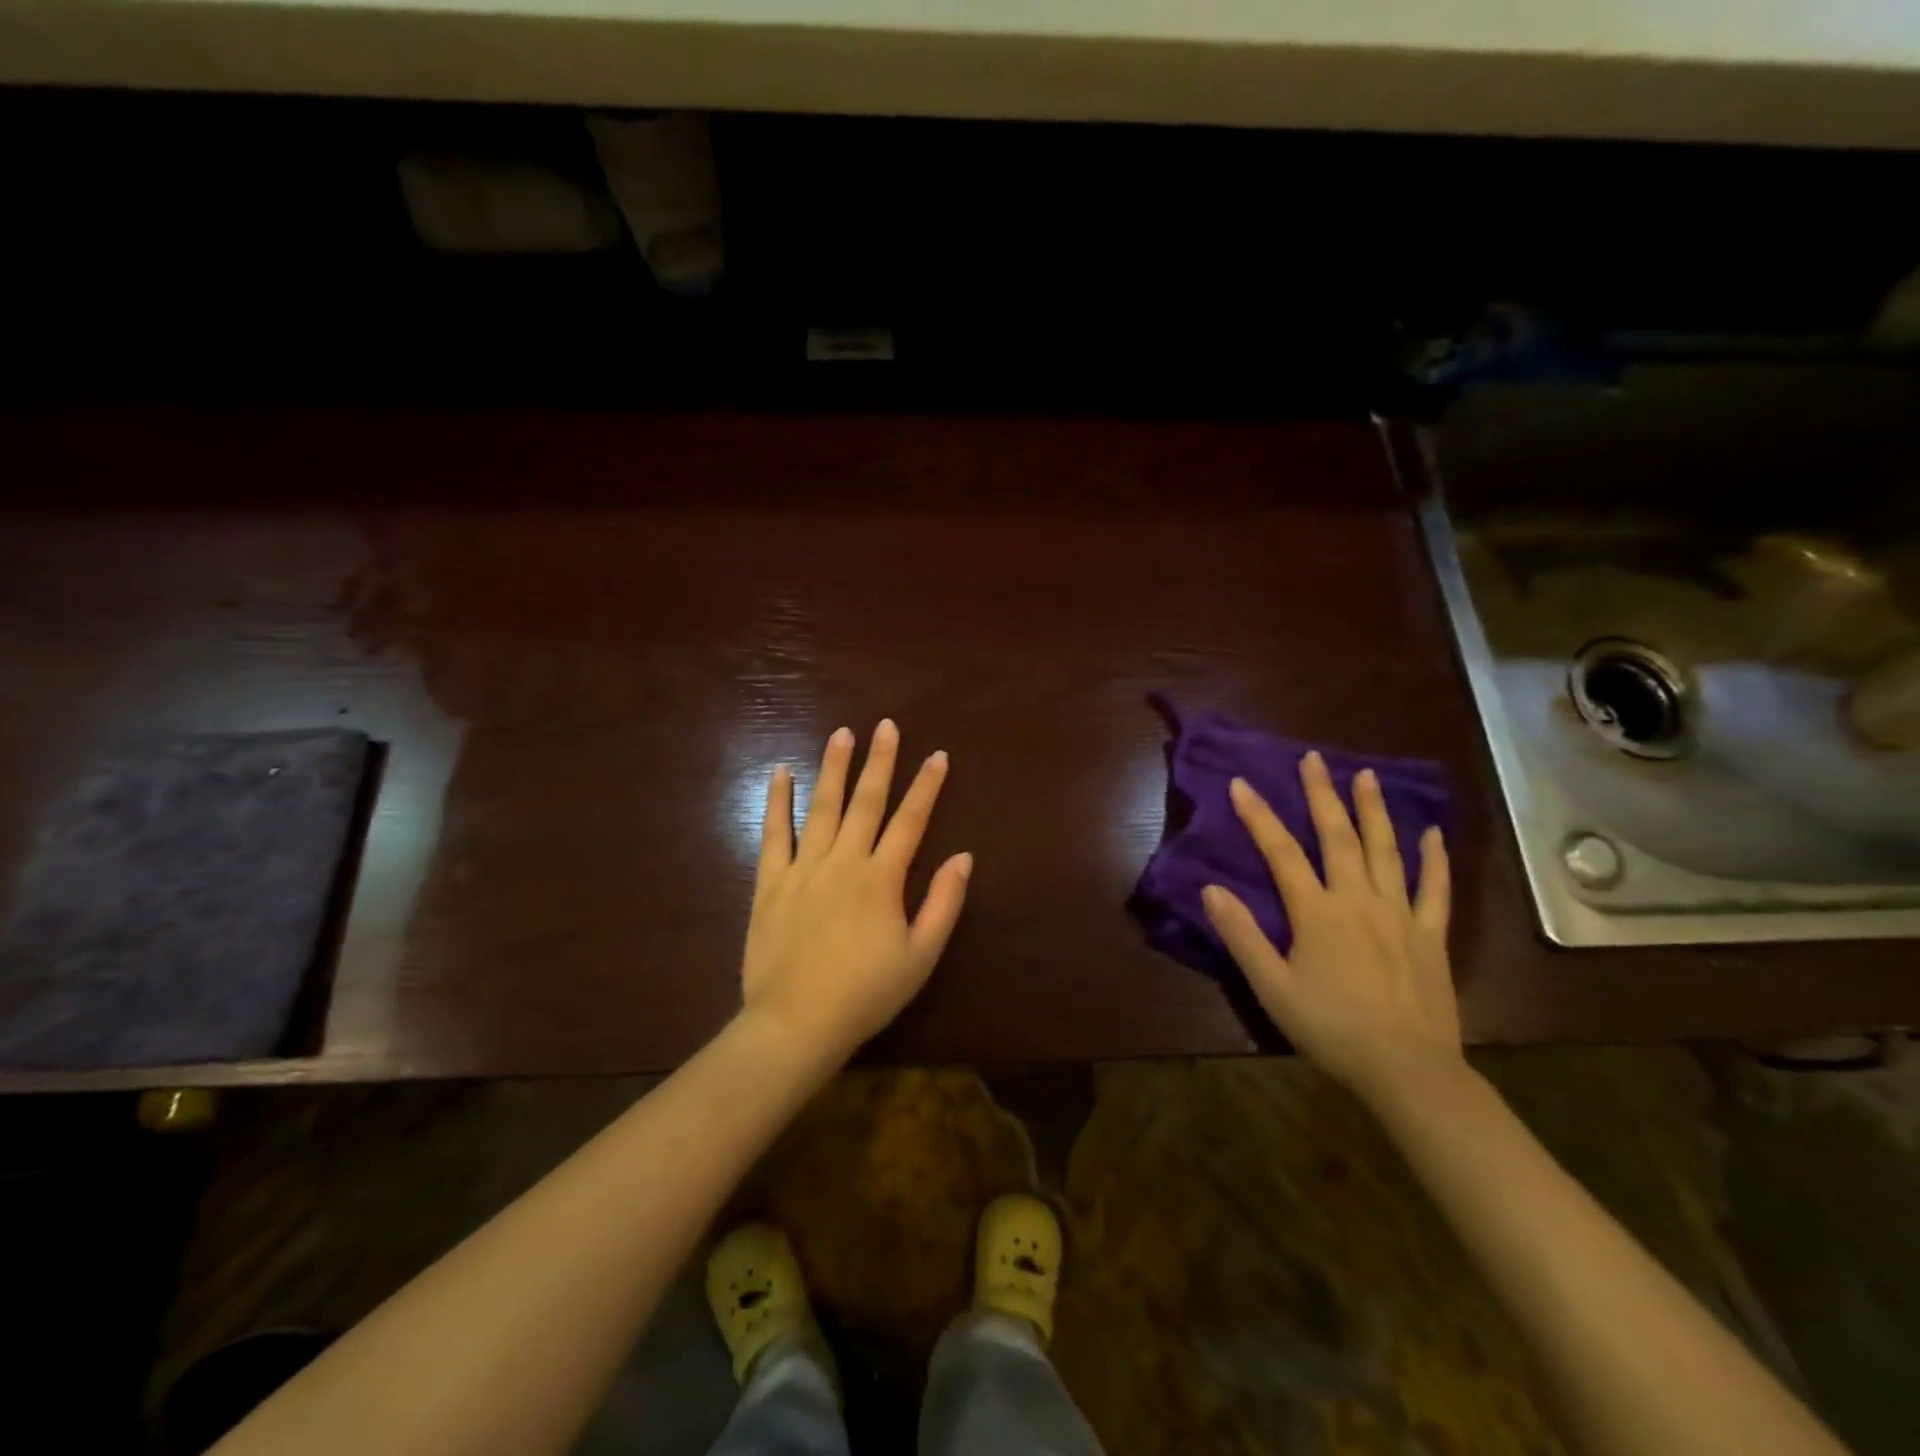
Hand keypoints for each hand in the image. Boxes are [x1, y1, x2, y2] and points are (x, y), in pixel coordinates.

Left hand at [740, 720, 971, 1063]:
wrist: (796, 1023)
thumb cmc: (866, 993)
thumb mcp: (921, 955)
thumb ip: (943, 903)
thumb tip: (963, 856)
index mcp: (881, 878)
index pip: (911, 820)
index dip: (926, 786)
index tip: (937, 755)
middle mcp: (844, 861)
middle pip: (866, 802)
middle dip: (879, 761)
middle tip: (885, 725)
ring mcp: (803, 868)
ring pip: (821, 807)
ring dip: (833, 768)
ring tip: (841, 734)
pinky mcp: (770, 882)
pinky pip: (774, 833)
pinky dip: (778, 801)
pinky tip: (781, 773)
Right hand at [1201, 751, 1459, 1104]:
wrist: (1407, 1070)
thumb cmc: (1330, 1028)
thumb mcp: (1271, 986)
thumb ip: (1242, 935)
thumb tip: (1212, 889)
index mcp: (1317, 912)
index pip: (1281, 853)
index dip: (1259, 817)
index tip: (1241, 784)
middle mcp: (1359, 900)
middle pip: (1338, 837)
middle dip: (1322, 795)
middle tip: (1314, 759)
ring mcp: (1400, 914)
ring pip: (1386, 851)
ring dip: (1374, 811)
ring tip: (1365, 776)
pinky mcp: (1431, 935)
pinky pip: (1435, 889)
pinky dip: (1433, 859)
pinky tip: (1431, 833)